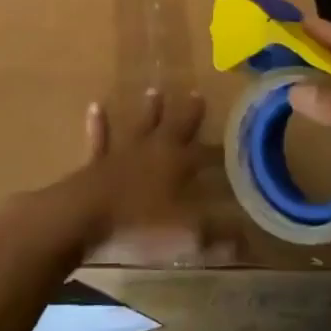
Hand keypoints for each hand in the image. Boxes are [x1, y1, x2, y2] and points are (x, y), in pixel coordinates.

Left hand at [47, 88, 239, 267]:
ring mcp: (123, 153)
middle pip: (174, 127)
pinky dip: (99, 124)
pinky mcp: (97, 163)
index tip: (233, 138)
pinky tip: (95, 107)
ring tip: (154, 92)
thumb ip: (217, 235)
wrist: (83, 217)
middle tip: (195, 94)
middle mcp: (153, 151)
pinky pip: (100, 138)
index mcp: (177, 165)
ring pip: (140, 125)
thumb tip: (247, 238)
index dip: (218, 149)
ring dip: (148, 111)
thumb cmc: (139, 224)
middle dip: (187, 113)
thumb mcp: (186, 235)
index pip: (204, 153)